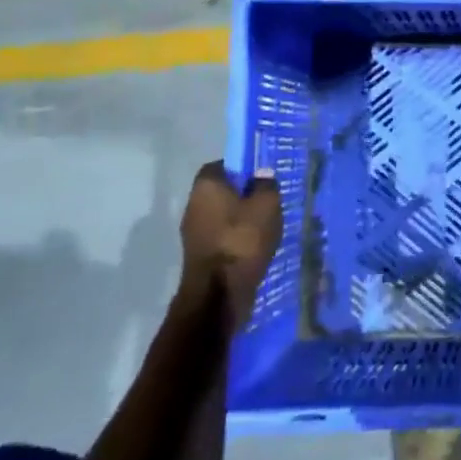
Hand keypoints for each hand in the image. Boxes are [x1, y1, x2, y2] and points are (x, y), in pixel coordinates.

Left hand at [179, 161, 282, 332]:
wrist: (218, 294)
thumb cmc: (242, 240)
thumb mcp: (267, 205)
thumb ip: (267, 185)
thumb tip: (261, 176)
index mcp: (206, 185)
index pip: (221, 165)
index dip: (242, 168)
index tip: (261, 177)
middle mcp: (193, 205)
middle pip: (221, 191)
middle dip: (243, 195)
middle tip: (268, 201)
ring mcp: (193, 233)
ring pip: (222, 216)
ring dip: (241, 219)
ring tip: (266, 227)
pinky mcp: (198, 255)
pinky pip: (221, 237)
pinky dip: (236, 239)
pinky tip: (255, 247)